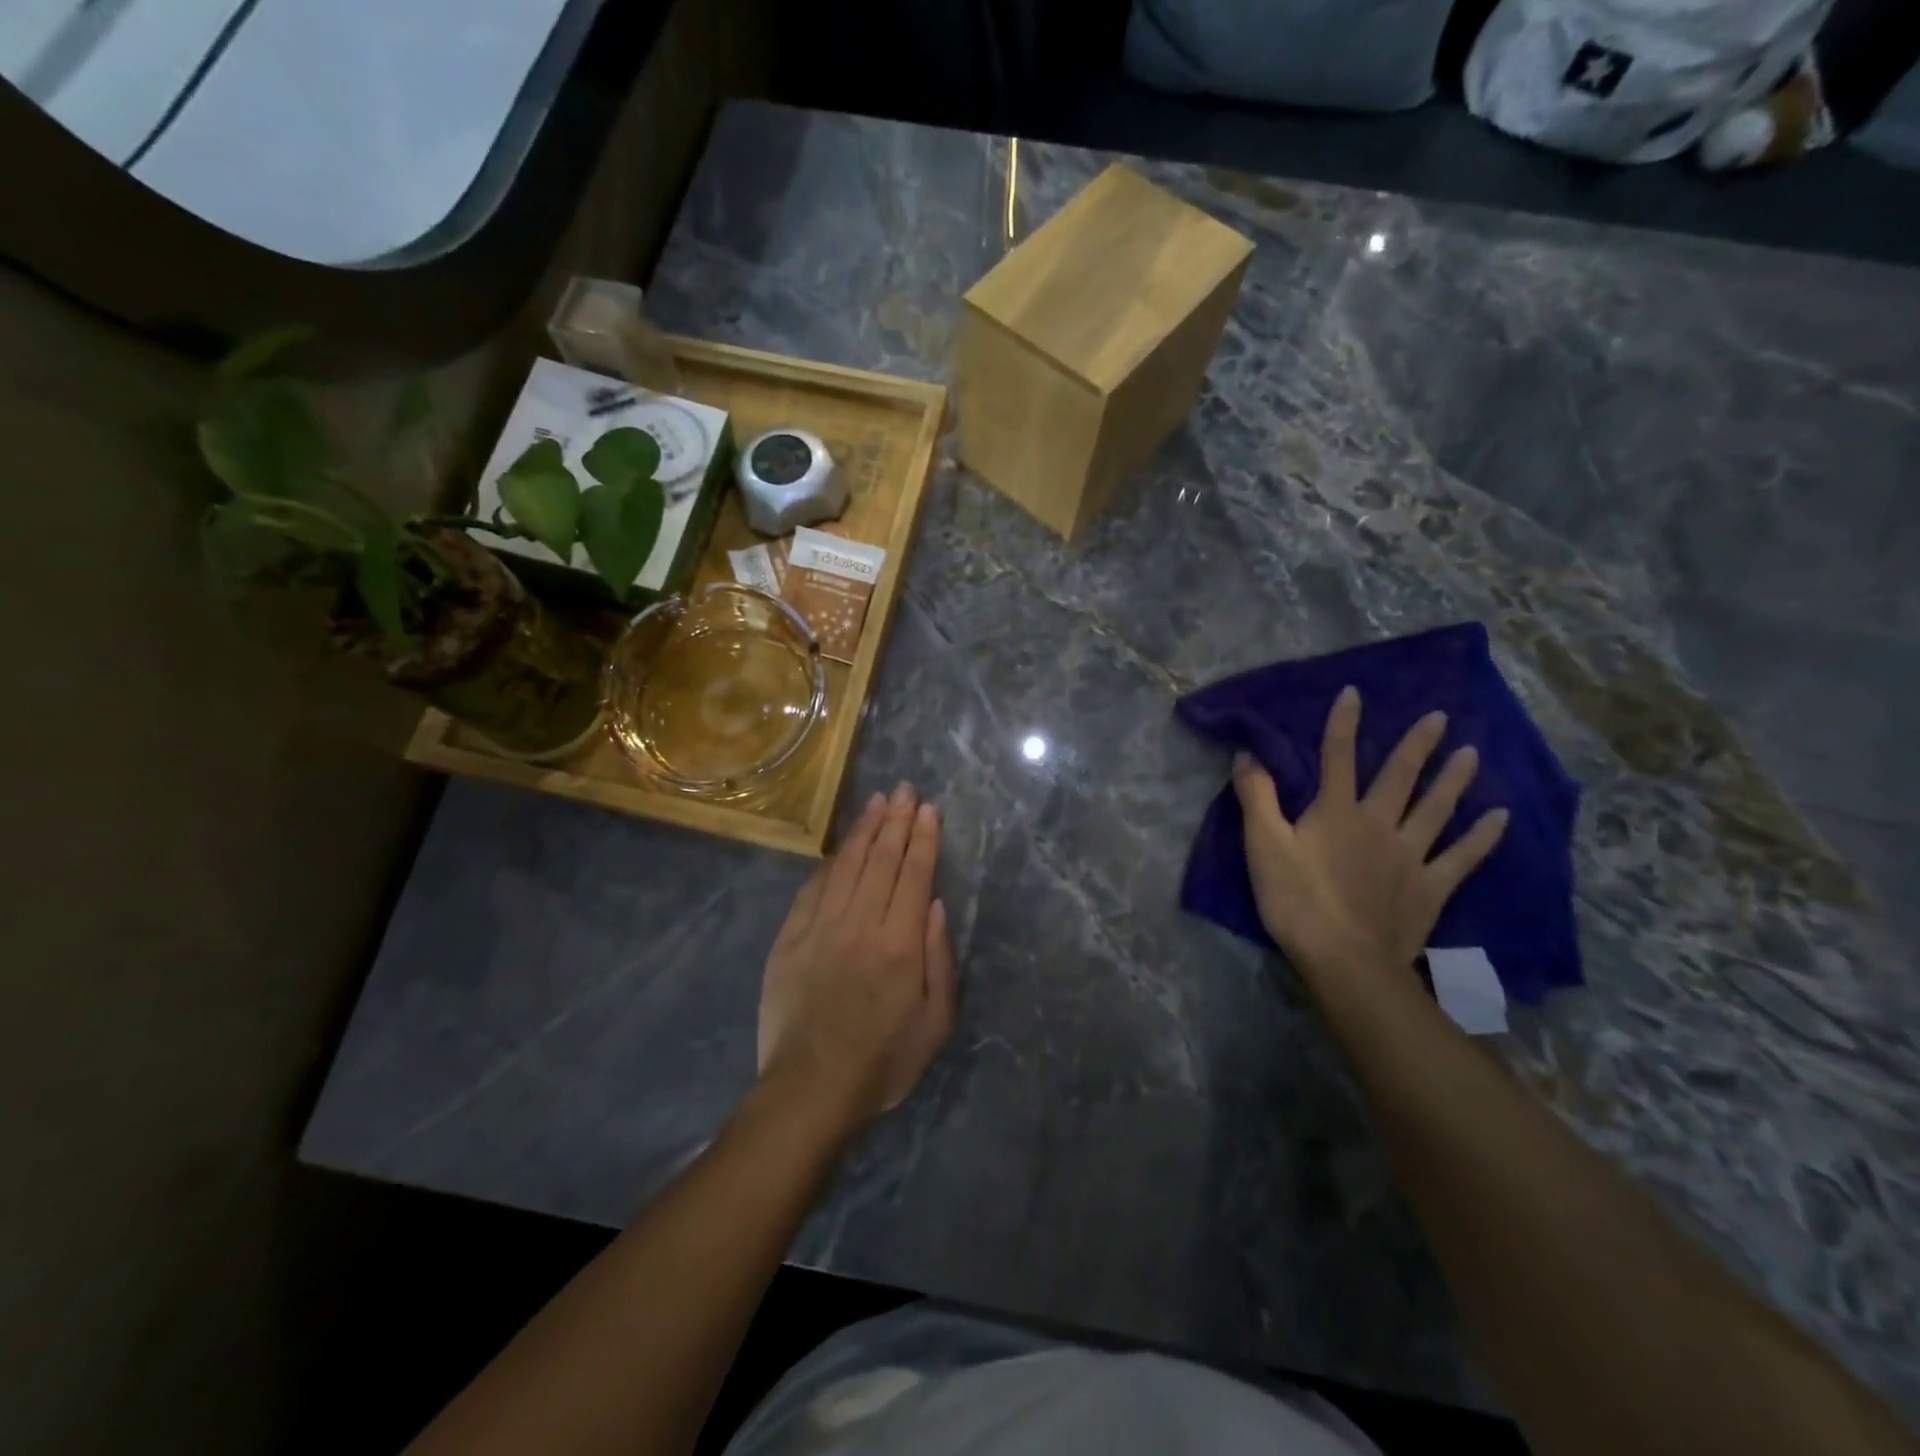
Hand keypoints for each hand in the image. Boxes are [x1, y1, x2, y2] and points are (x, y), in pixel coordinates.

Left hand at [757, 783, 958, 1122]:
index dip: (922, 838)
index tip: (927, 809)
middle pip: (880, 859)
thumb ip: (940, 959)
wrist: (811, 1089)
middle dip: (895, 820)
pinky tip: (840, 848)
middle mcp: (860, 924)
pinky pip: (812, 888)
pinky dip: (830, 862)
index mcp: (900, 944)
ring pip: (846, 865)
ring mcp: (820, 928)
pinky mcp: (790, 938)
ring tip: (876, 802)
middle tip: (904, 789)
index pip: (914, 875)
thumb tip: (935, 904)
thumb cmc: (884, 1060)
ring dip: (863, 830)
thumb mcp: (935, 1022)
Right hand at [1232, 686, 1508, 1002]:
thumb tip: (1248, 755)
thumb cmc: (1296, 900)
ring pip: (1436, 808)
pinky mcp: (1430, 887)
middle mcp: (1379, 823)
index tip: (1355, 692)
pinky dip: (1482, 837)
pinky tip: (1500, 817)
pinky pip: (1462, 857)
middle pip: (1399, 776)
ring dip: (1453, 779)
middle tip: (1440, 716)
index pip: (1337, 757)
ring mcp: (1411, 855)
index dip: (1343, 723)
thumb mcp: (1263, 846)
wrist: (1345, 960)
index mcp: (1336, 812)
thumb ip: (1256, 798)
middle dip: (1416, 744)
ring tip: (1472, 752)